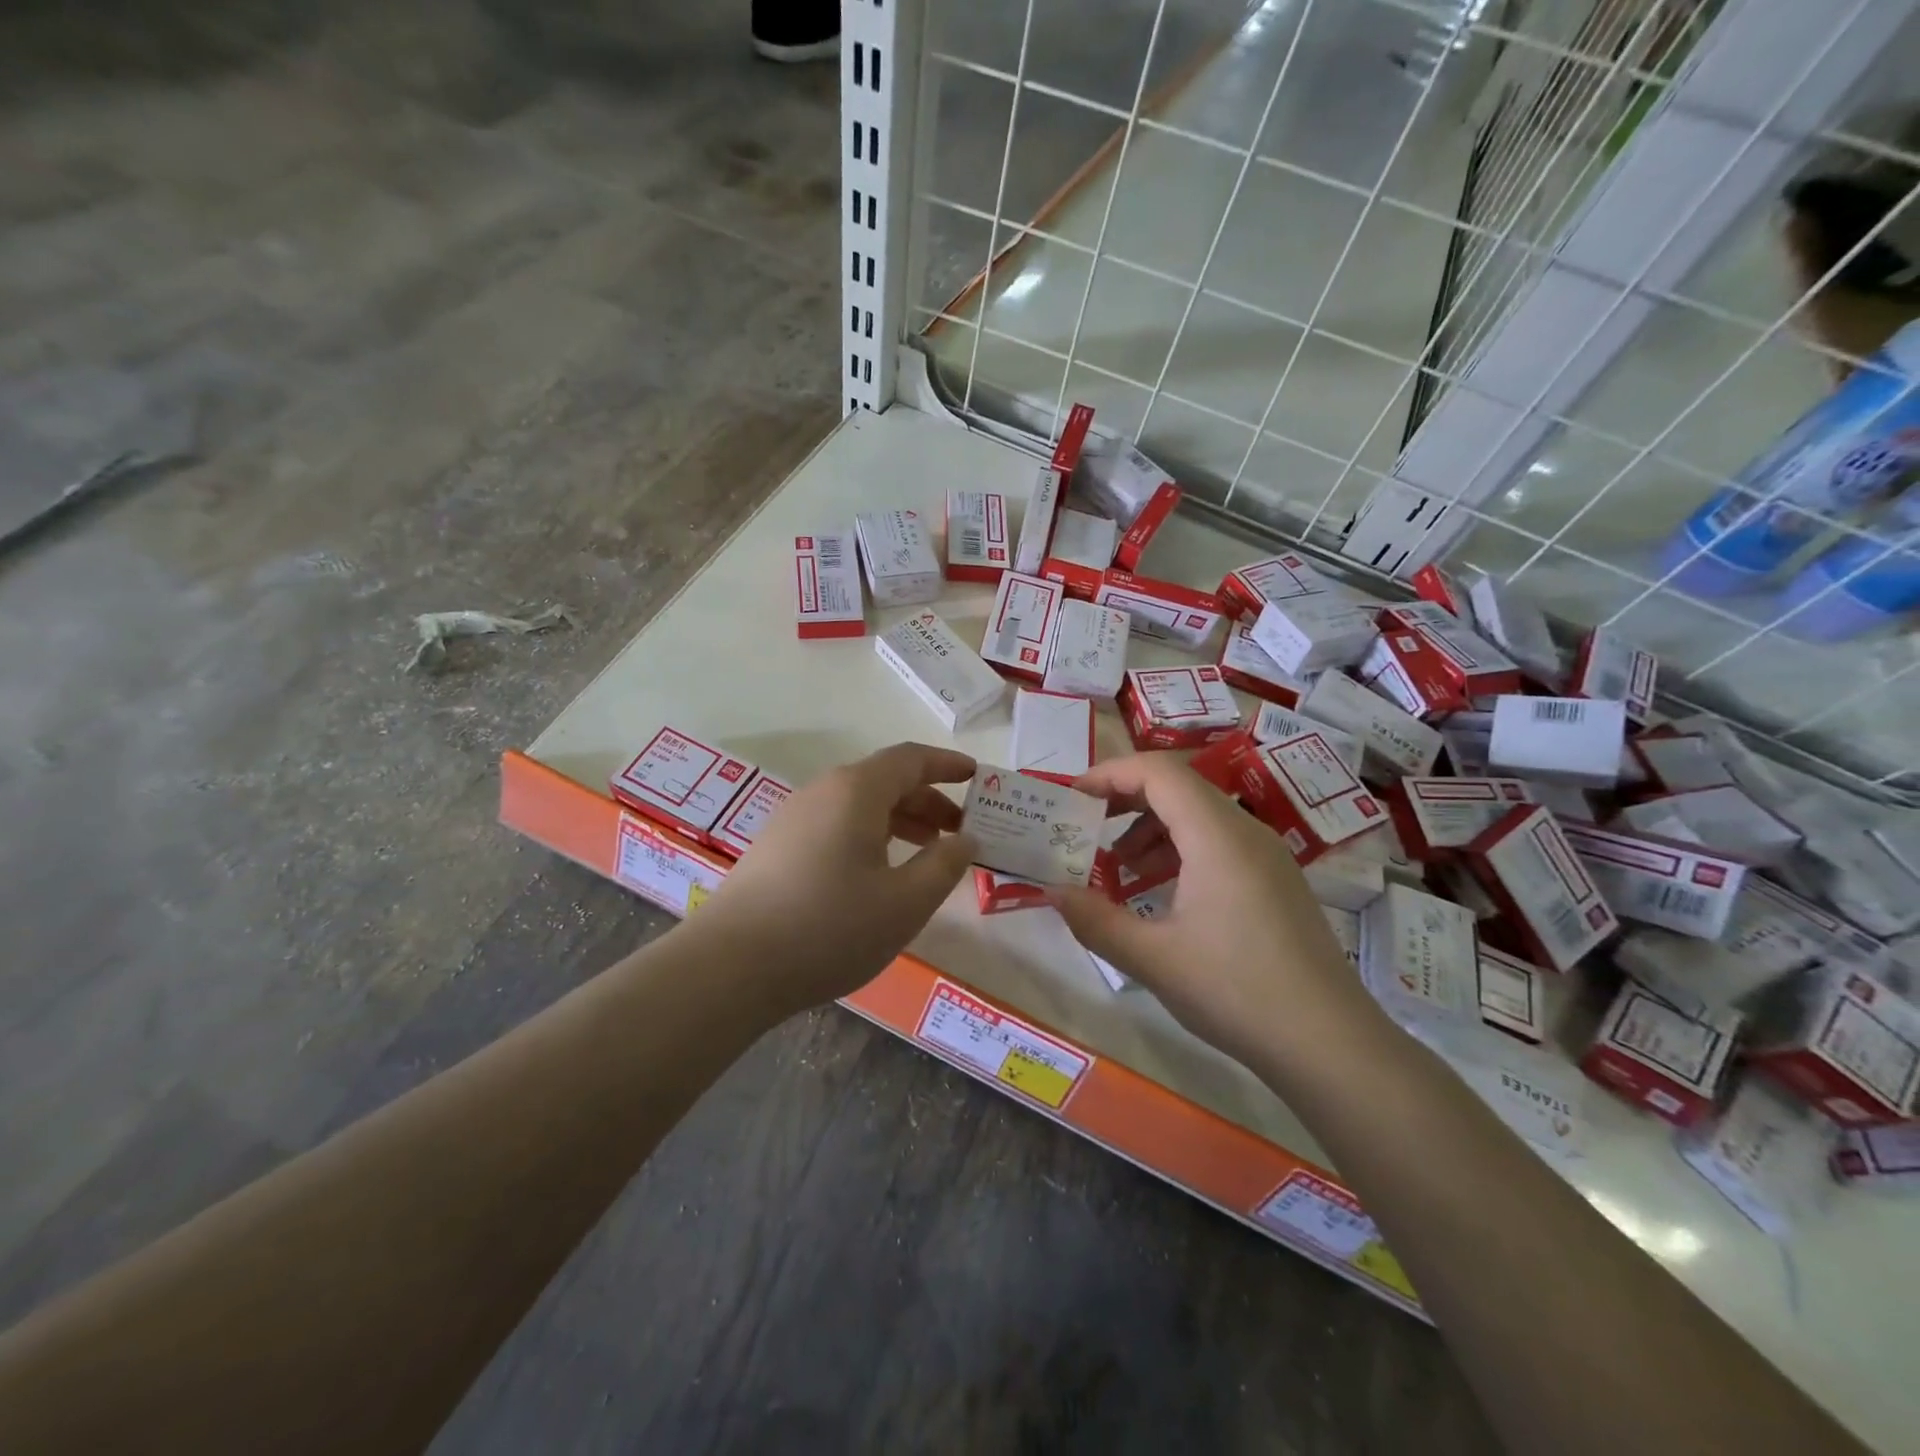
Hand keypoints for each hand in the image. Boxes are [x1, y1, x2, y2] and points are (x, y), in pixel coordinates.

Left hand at [695, 743, 977, 1016]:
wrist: (730, 966)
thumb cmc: (830, 927)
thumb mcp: (905, 902)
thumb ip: (944, 865)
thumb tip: (966, 839)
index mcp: (856, 791)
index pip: (910, 759)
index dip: (947, 764)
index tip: (977, 776)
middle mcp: (823, 792)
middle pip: (885, 780)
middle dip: (928, 800)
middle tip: (959, 831)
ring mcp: (794, 818)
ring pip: (859, 805)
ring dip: (899, 820)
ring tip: (927, 853)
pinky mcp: (777, 847)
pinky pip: (836, 825)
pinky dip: (870, 836)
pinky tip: (877, 874)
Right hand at [1048, 754, 1380, 1070]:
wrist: (1331, 1044)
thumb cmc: (1237, 991)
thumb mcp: (1153, 959)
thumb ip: (1095, 920)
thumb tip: (1051, 891)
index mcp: (1217, 836)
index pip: (1158, 773)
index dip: (1110, 774)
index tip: (1072, 797)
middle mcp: (1246, 831)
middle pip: (1179, 786)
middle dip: (1126, 798)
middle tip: (1085, 825)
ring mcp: (1267, 856)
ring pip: (1199, 814)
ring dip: (1151, 827)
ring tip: (1118, 866)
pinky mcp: (1275, 881)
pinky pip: (1218, 842)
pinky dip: (1179, 850)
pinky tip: (1160, 891)